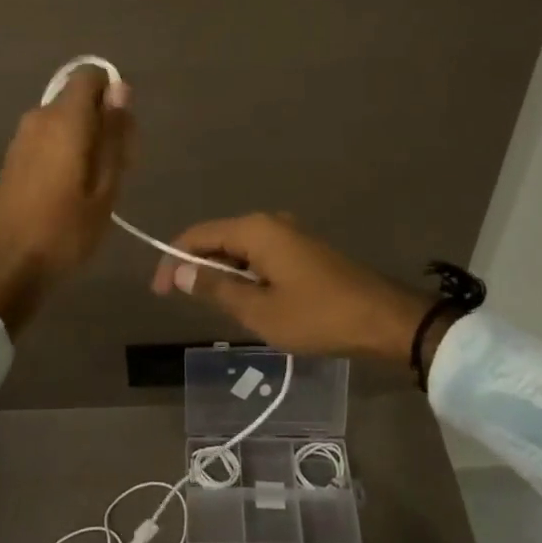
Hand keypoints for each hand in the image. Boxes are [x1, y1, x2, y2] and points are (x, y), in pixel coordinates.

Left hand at [0, 64, 134, 334]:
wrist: (8, 267)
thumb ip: (114, 133)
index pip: (90, 76)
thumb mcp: (106, 186)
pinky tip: (73, 189)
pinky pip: (48, 137)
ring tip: (98, 185)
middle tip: (119, 168)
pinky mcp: (14, 157)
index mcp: (64, 119)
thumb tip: (120, 87)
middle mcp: (39, 117)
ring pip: (64, 120)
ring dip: (86, 139)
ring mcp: (22, 137)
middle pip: (79, 99)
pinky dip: (66, 150)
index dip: (112, 93)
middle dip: (103, 121)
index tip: (123, 130)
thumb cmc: (66, 230)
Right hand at [150, 213, 432, 364]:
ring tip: (213, 307)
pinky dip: (245, 275)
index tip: (159, 291)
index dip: (172, 259)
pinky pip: (260, 256)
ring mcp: (289, 234)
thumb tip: (178, 271)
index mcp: (255, 230)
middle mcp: (269, 222)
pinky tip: (246, 301)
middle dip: (196, 267)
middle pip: (218, 238)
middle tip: (182, 302)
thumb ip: (216, 287)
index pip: (198, 235)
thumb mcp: (259, 310)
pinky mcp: (303, 250)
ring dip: (222, 274)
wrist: (383, 320)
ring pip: (239, 249)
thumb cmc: (317, 315)